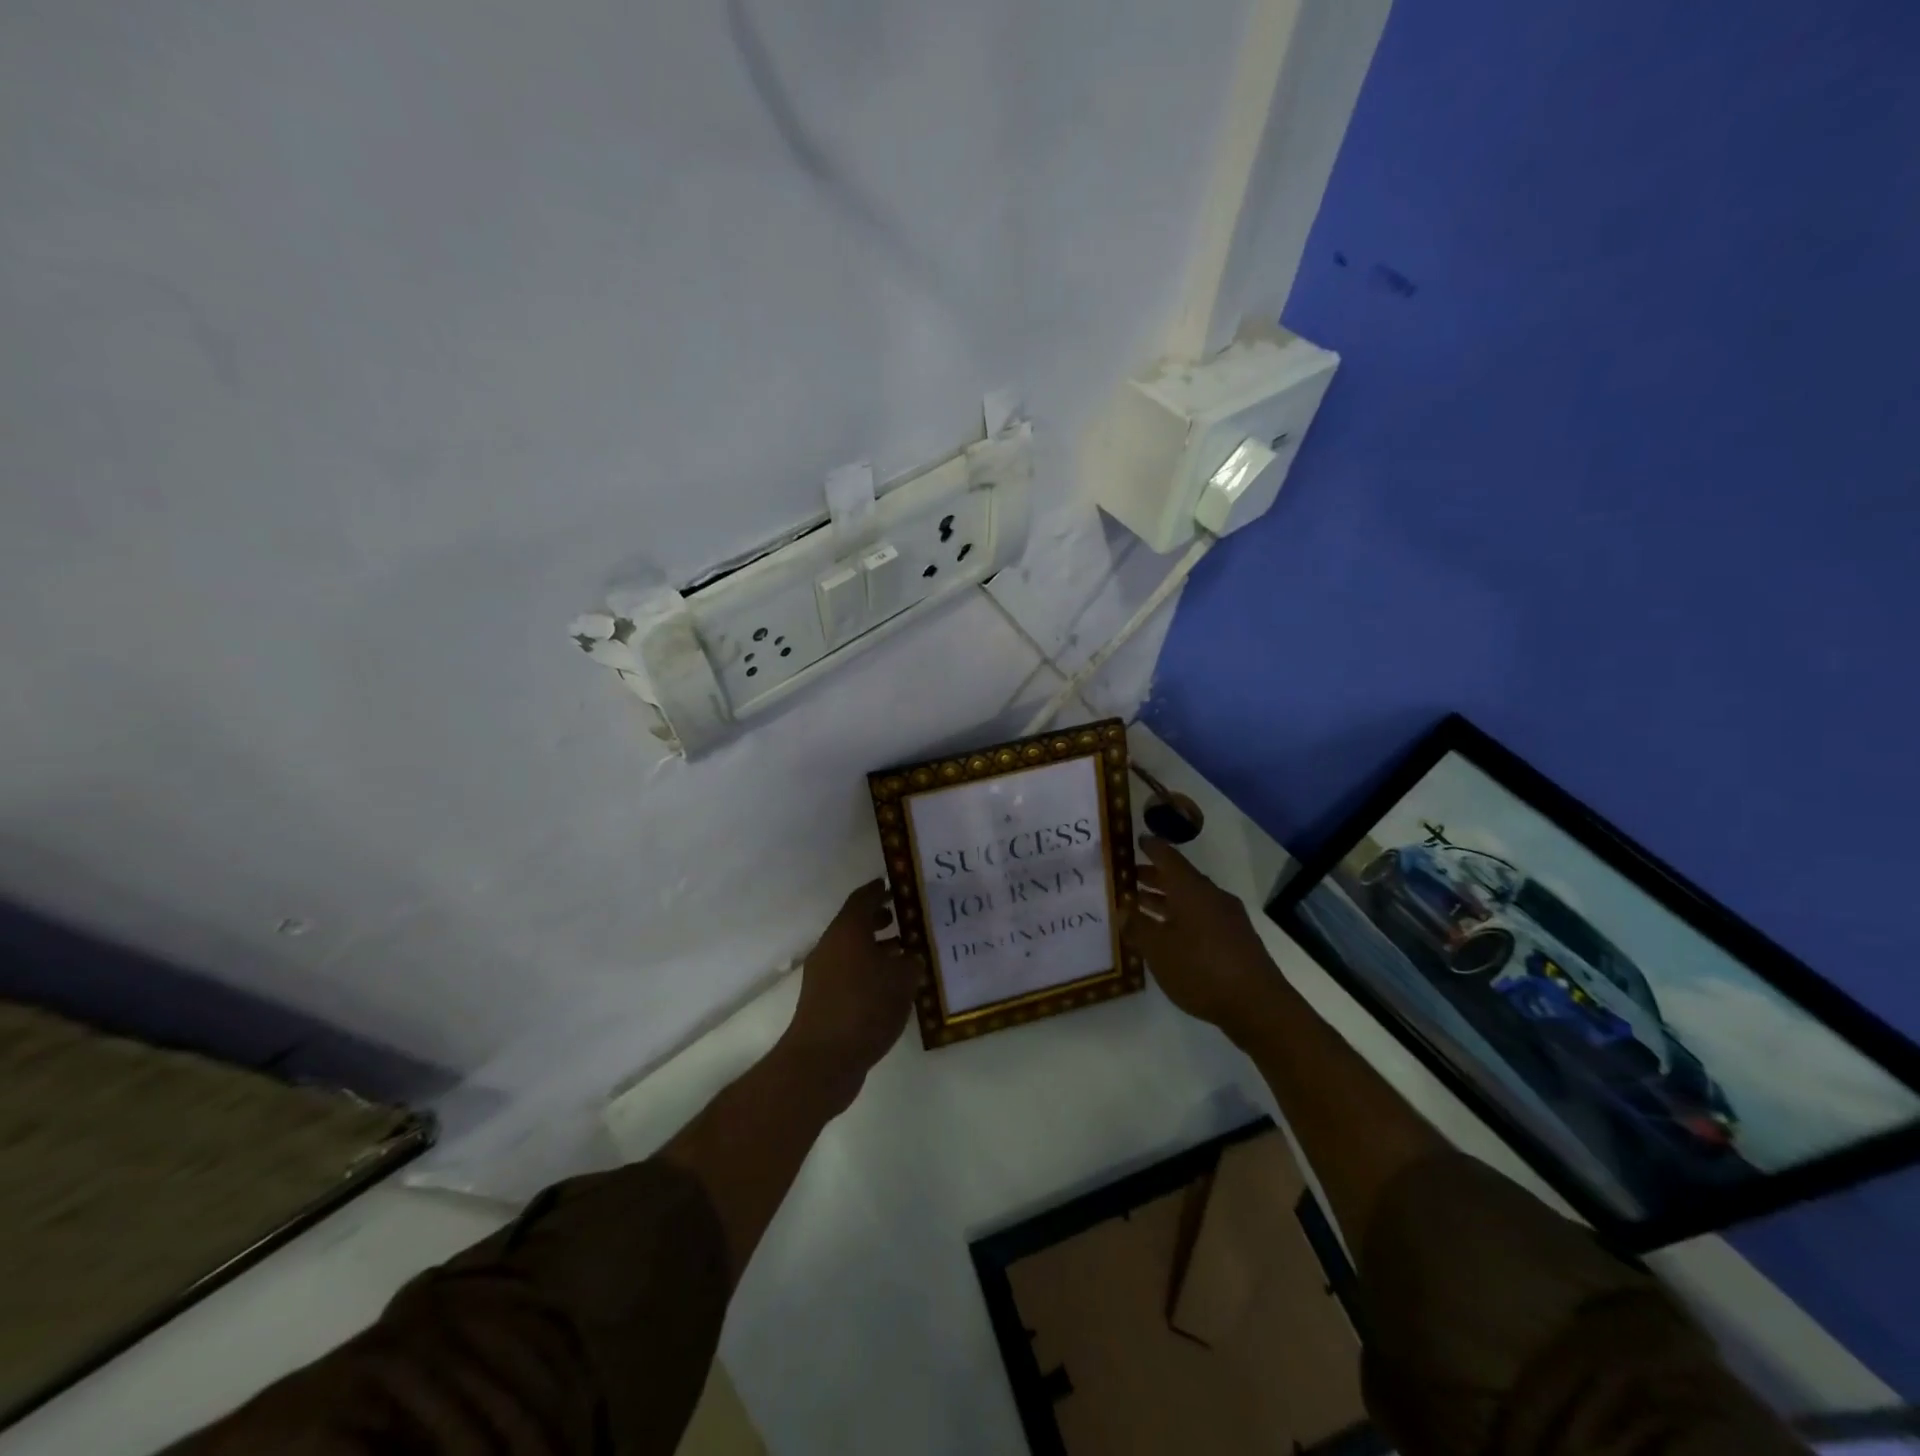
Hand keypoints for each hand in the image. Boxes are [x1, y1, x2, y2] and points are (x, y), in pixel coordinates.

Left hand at [780, 880, 916, 1101]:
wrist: (823, 1059)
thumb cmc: (866, 1007)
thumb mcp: (902, 980)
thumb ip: (911, 962)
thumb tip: (910, 957)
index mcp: (847, 931)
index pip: (862, 898)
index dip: (879, 889)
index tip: (895, 885)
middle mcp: (831, 946)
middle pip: (855, 923)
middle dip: (879, 918)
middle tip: (904, 916)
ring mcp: (823, 974)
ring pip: (853, 949)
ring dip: (876, 946)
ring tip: (905, 952)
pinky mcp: (823, 999)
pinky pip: (850, 972)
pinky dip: (869, 969)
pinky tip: (891, 986)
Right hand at [1124, 837, 1279, 1040]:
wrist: (1257, 1005)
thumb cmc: (1201, 969)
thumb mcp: (1158, 950)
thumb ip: (1137, 926)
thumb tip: (1123, 910)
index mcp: (1191, 890)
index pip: (1168, 857)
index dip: (1151, 848)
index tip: (1136, 840)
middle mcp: (1211, 896)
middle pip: (1180, 877)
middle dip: (1154, 876)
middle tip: (1129, 877)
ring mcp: (1227, 917)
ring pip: (1191, 898)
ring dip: (1166, 898)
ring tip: (1141, 904)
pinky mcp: (1236, 938)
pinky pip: (1202, 915)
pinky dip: (1181, 915)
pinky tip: (1168, 933)